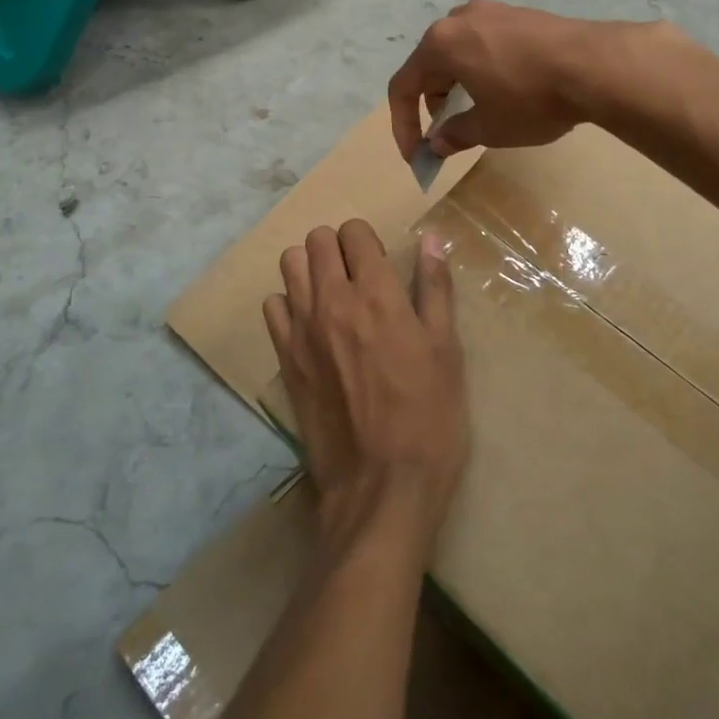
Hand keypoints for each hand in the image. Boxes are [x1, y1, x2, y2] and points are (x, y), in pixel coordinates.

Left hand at [263, 221, 467, 555]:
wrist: (382, 487)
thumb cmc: (428, 416)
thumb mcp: (446, 350)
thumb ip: (435, 288)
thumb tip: (432, 238)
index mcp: (375, 293)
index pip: (354, 232)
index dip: (367, 240)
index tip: (380, 262)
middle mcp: (331, 300)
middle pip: (317, 240)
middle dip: (338, 247)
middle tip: (358, 275)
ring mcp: (301, 329)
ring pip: (289, 264)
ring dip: (310, 268)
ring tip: (332, 294)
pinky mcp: (284, 359)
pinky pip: (272, 307)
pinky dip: (289, 305)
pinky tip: (311, 326)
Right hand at [388, 0, 646, 159]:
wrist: (596, 65)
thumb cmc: (530, 99)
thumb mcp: (488, 128)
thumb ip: (455, 135)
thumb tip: (438, 143)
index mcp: (440, 44)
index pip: (403, 86)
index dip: (404, 125)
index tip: (416, 154)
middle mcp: (459, 19)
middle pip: (430, 65)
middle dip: (432, 103)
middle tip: (448, 133)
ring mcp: (491, 11)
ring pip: (459, 52)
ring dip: (457, 85)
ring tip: (478, 112)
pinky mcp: (519, 14)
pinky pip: (485, 43)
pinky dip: (482, 69)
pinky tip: (506, 90)